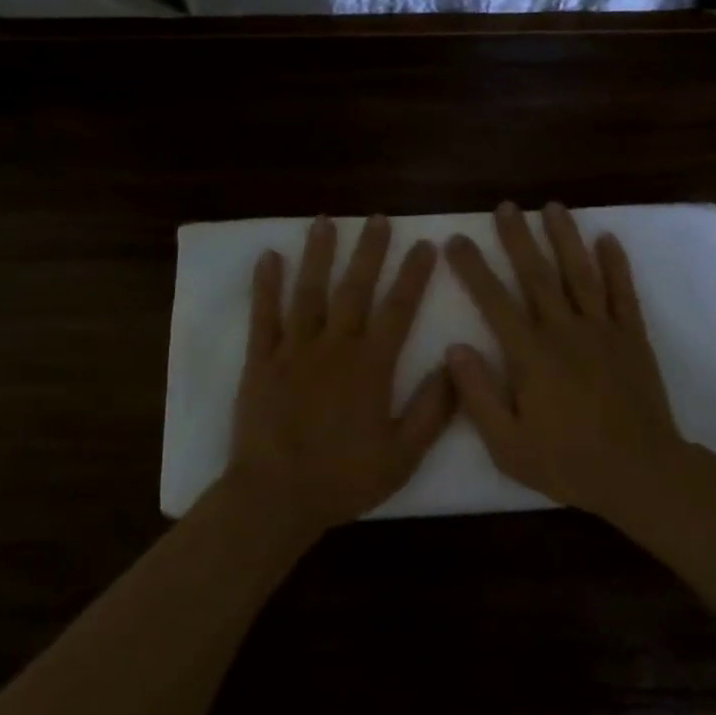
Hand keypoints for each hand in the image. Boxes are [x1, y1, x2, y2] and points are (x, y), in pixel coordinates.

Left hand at [226, 215, 454, 537]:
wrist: (276, 497)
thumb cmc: (343, 479)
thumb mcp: (403, 455)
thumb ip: (432, 410)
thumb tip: (454, 364)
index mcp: (371, 366)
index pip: (399, 309)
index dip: (413, 274)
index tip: (424, 243)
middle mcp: (335, 346)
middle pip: (355, 288)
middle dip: (370, 250)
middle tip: (379, 217)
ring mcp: (294, 349)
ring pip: (310, 291)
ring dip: (319, 254)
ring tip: (326, 221)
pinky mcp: (261, 360)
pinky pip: (263, 315)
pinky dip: (265, 284)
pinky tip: (269, 256)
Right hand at [444, 202, 686, 521]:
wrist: (641, 474)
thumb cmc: (568, 462)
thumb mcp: (508, 445)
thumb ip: (478, 395)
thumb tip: (454, 348)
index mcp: (530, 355)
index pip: (493, 300)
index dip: (472, 268)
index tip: (456, 240)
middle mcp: (564, 330)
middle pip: (536, 274)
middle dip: (517, 237)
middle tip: (505, 206)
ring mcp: (602, 329)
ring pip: (579, 272)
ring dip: (565, 237)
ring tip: (552, 206)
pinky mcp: (632, 336)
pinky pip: (623, 292)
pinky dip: (616, 264)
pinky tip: (607, 238)